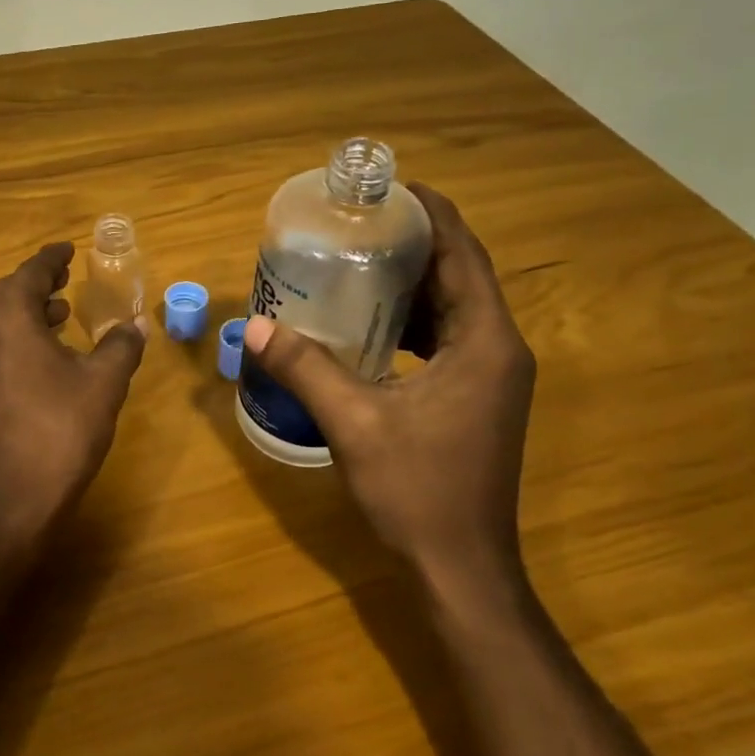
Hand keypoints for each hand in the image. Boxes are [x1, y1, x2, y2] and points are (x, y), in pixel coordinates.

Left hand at [0, 241, 148, 548]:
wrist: (7, 505)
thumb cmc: (59, 434)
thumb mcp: (103, 384)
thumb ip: (122, 345)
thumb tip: (136, 323)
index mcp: (7, 317)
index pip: (30, 272)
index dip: (52, 257)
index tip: (69, 249)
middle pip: (7, 293)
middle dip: (38, 283)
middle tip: (66, 279)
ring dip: (26, 313)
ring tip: (58, 315)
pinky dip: (14, 339)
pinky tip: (40, 359)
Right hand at [242, 183, 535, 607]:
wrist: (461, 568)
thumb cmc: (419, 491)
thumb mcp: (355, 423)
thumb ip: (306, 368)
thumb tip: (255, 327)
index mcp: (486, 342)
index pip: (465, 255)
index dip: (434, 214)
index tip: (393, 187)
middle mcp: (500, 350)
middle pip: (462, 276)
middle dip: (417, 244)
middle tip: (362, 222)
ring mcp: (492, 378)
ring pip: (455, 310)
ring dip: (415, 283)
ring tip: (361, 261)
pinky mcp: (477, 400)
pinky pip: (449, 341)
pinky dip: (414, 322)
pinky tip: (371, 325)